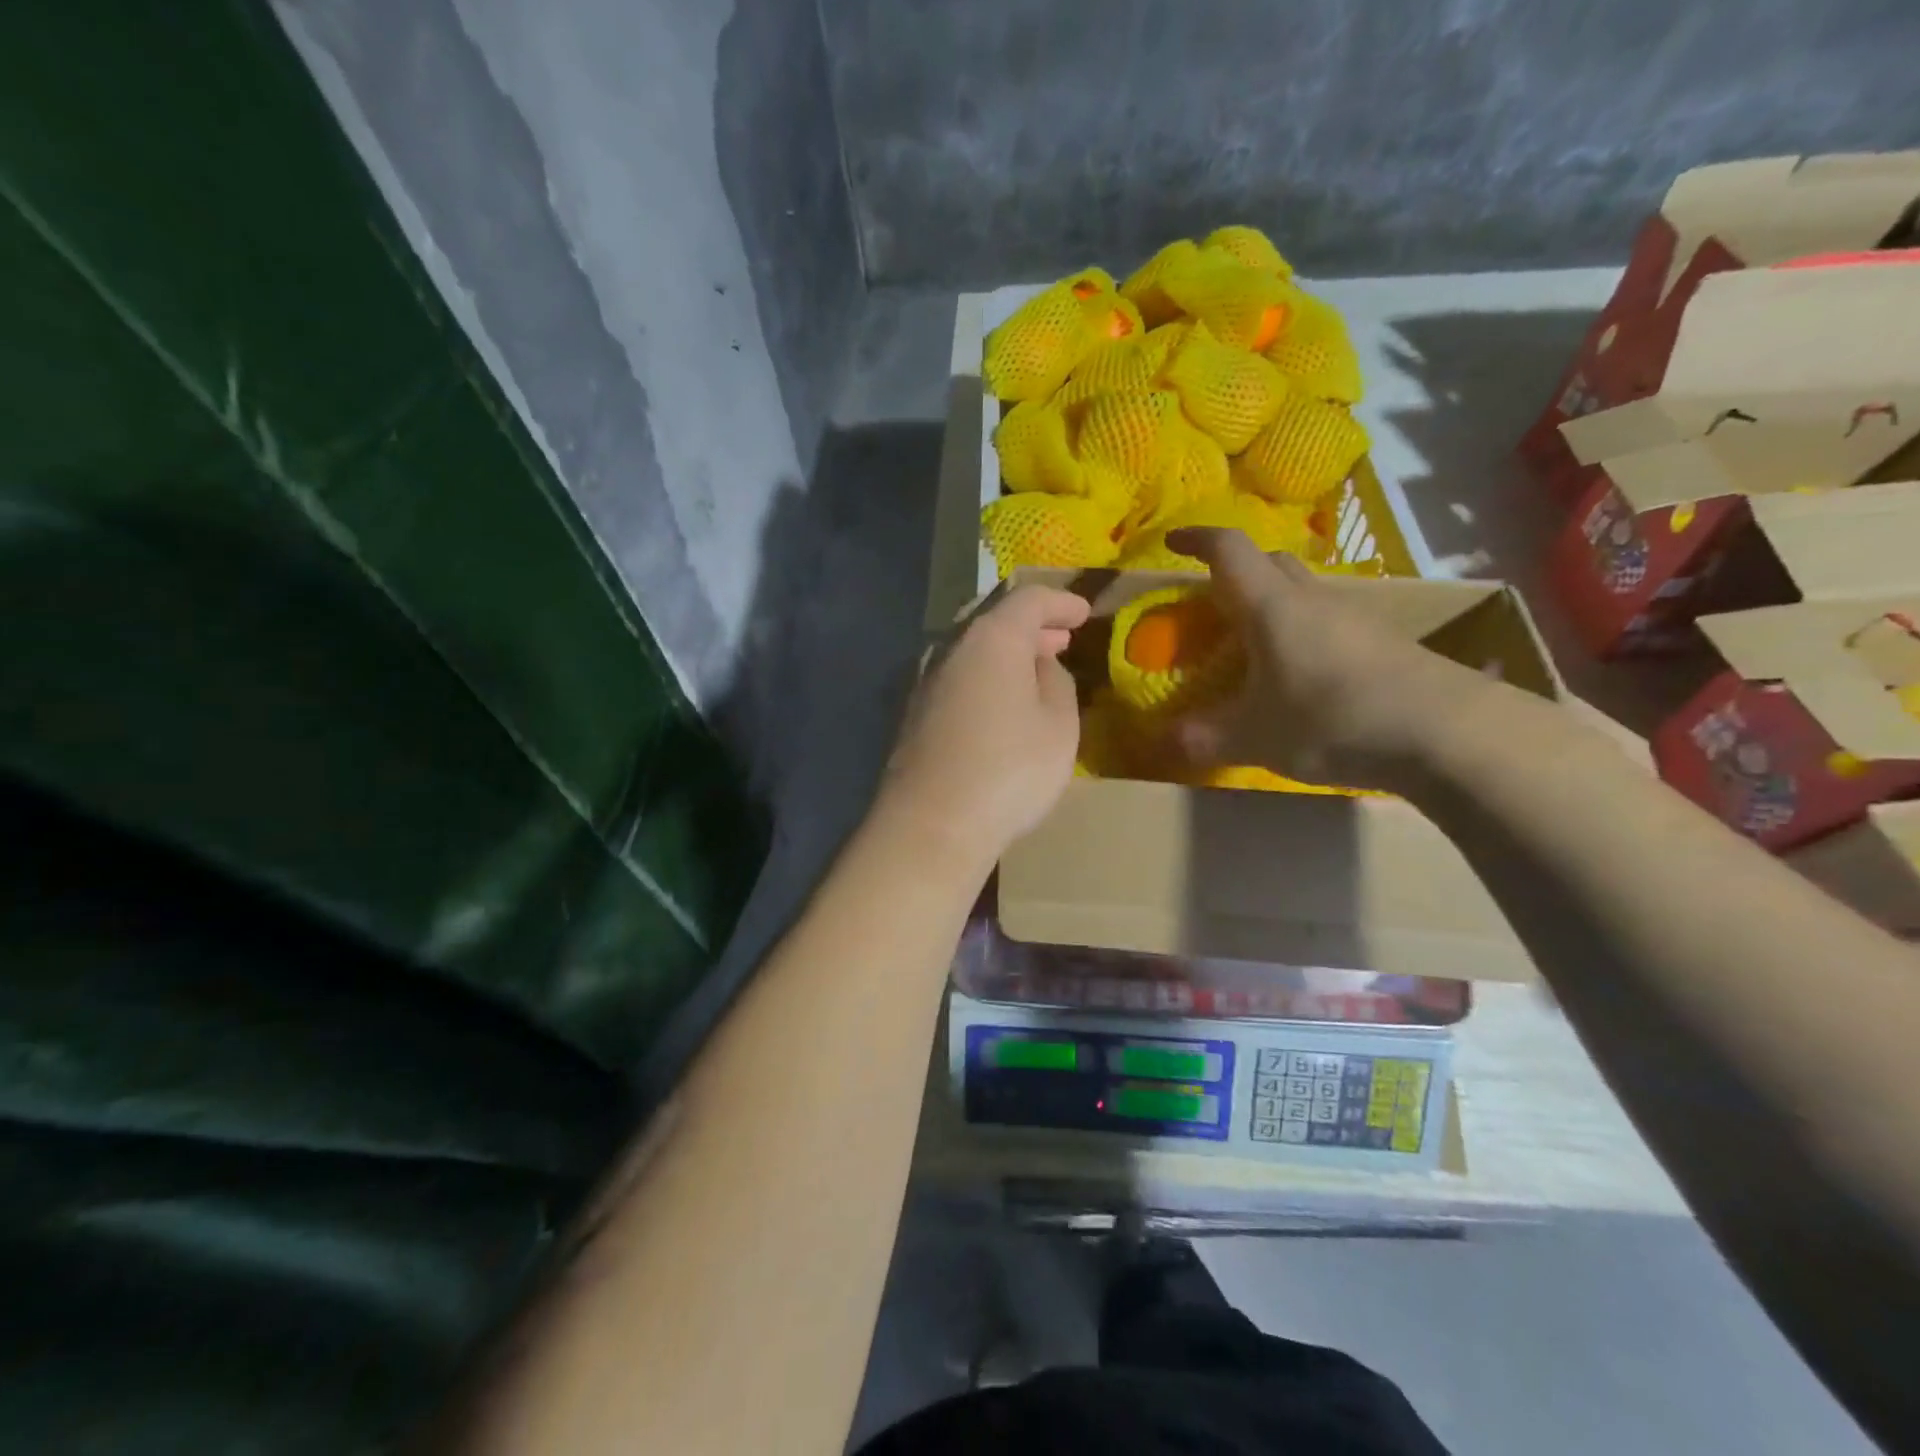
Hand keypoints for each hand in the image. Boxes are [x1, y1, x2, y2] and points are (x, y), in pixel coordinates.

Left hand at [878, 584, 1091, 870]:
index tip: (1083, 612)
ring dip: (1006, 652)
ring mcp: (925, 681)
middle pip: (993, 618)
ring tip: (1035, 667)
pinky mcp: (913, 713)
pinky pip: (957, 677)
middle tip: (1060, 637)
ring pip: (971, 649)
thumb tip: (1040, 666)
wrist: (931, 825)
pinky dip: (984, 676)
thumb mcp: (1058, 726)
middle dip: (1030, 624)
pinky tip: (1000, 701)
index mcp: (991, 639)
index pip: (1028, 599)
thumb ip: (1056, 683)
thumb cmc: (1009, 770)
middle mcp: (951, 648)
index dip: (1060, 601)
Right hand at [1164, 529, 1495, 789]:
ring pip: (1302, 592)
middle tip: (1212, 603)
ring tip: (1252, 645)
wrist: (1447, 733)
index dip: (1197, 538)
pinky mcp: (1383, 643)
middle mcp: (1312, 600)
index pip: (1229, 550)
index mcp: (1271, 607)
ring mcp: (1354, 618)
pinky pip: (1328, 622)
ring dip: (1271, 604)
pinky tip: (1300, 674)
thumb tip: (1161, 741)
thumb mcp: (1254, 737)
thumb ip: (1202, 738)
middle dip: (1235, 571)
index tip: (1172, 540)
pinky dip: (1301, 633)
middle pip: (1270, 562)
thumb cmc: (1331, 720)